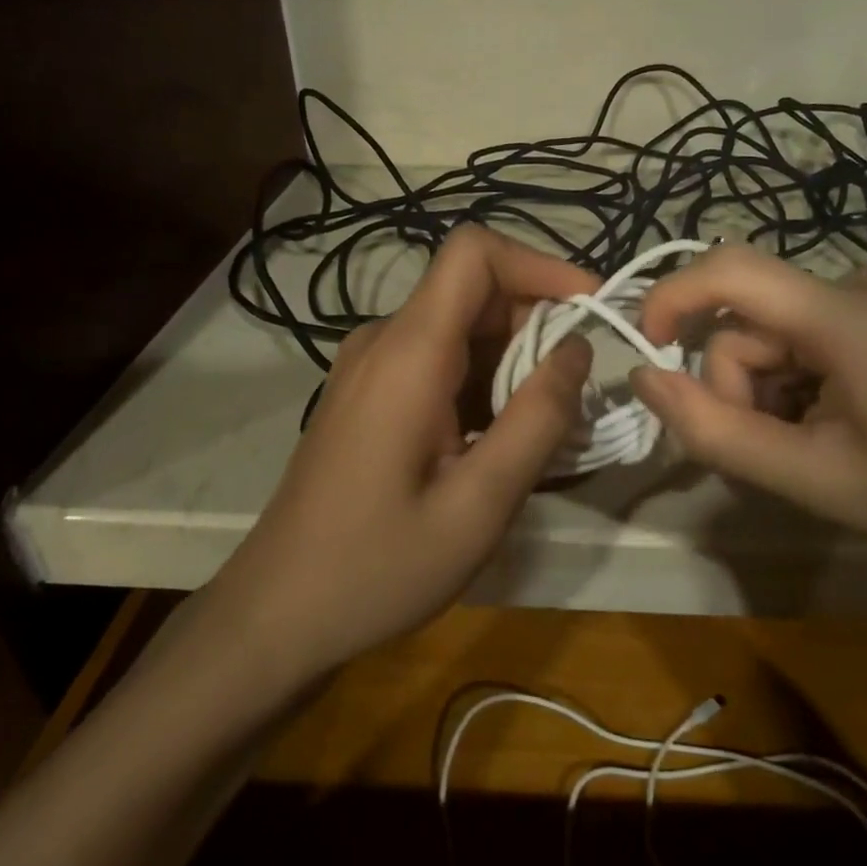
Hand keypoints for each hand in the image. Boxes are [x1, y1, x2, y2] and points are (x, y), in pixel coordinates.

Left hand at [203, 225, 596, 681]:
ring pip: (459, 330)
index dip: (539, 264)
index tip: (589, 308)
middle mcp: (383, 342)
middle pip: (473, 292)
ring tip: (544, 430)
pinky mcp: (366, 395)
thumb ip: (538, 419)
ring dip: (512, 363)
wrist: (277, 612)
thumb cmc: (379, 565)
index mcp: (408, 353)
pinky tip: (497, 443)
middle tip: (575, 397)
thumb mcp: (480, 504)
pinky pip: (436, 362)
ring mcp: (368, 368)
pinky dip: (481, 384)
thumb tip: (576, 348)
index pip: (474, 252)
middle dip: (536, 327)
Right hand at [629, 245, 866, 586]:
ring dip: (762, 389)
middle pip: (748, 321)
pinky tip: (824, 421)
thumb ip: (712, 428)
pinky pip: (797, 335)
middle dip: (738, 385)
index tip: (649, 352)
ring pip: (767, 333)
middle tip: (773, 450)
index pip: (732, 270)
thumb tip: (641, 376)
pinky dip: (788, 380)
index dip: (672, 298)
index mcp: (849, 316)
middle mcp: (860, 285)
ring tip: (804, 443)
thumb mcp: (803, 476)